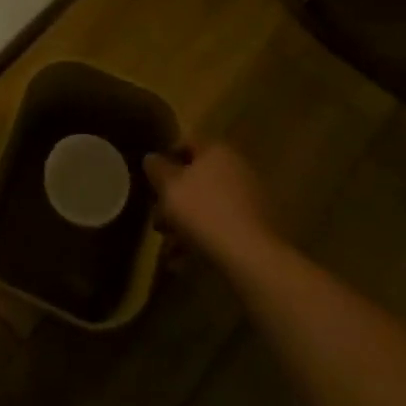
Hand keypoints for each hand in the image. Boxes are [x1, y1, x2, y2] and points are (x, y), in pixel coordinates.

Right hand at [145, 142, 281, 276]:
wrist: (250, 256)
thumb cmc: (203, 211)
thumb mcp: (169, 187)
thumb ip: (156, 168)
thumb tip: (152, 158)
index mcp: (216, 151)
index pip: (186, 143)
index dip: (165, 159)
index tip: (150, 180)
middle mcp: (236, 168)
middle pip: (196, 177)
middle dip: (174, 198)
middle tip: (157, 219)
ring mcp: (249, 198)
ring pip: (207, 204)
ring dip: (185, 222)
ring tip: (168, 248)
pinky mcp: (255, 226)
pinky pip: (221, 225)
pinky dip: (203, 238)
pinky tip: (185, 261)